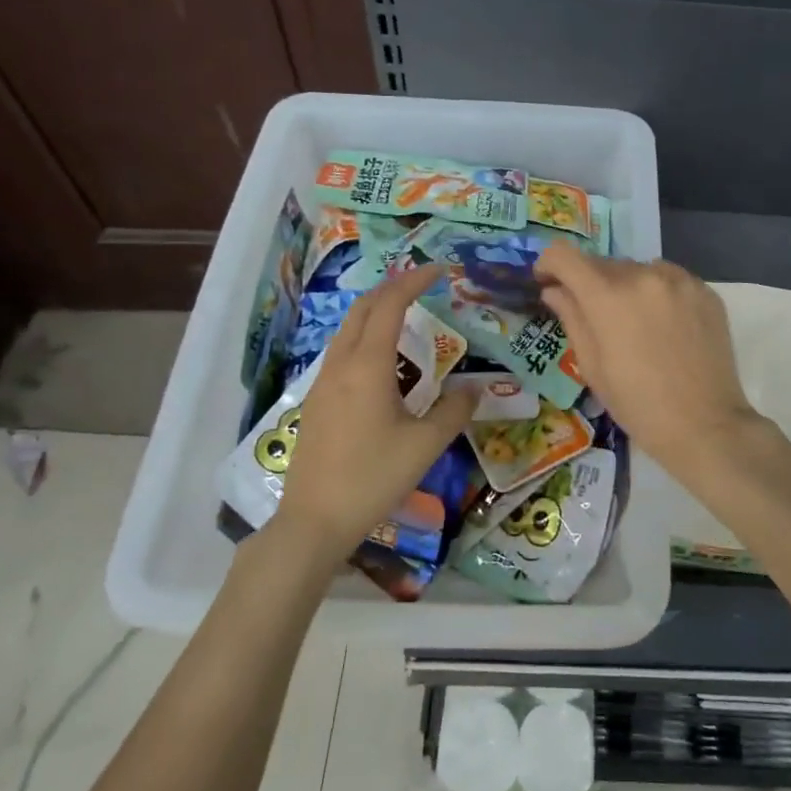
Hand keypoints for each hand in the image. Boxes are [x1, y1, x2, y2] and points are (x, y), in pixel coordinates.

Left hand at [270, 263, 474, 560]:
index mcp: (368, 366)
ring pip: (347, 330)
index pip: (389, 306)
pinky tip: (380, 360)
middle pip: (362, 309)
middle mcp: (341, 365)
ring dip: (374, 312)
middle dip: (391, 288)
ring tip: (404, 315)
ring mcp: (322, 383)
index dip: (413, 281)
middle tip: (421, 284)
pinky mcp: (315, 402)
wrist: (315, 520)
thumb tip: (475, 389)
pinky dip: (363, 336)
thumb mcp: (426, 445)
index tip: (438, 270)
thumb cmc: (374, 478)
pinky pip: (340, 352)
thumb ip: (454, 411)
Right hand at [535, 245, 757, 471]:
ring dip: (627, 286)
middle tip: (594, 316)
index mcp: (608, 296)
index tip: (548, 281)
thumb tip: (554, 290)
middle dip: (590, 283)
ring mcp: (679, 280)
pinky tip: (665, 326)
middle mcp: (643, 275)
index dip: (549, 264)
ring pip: (638, 269)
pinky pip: (670, 279)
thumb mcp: (592, 366)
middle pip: (603, 263)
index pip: (564, 255)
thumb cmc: (638, 405)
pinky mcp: (705, 291)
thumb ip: (571, 318)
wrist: (705, 425)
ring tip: (634, 323)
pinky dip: (658, 293)